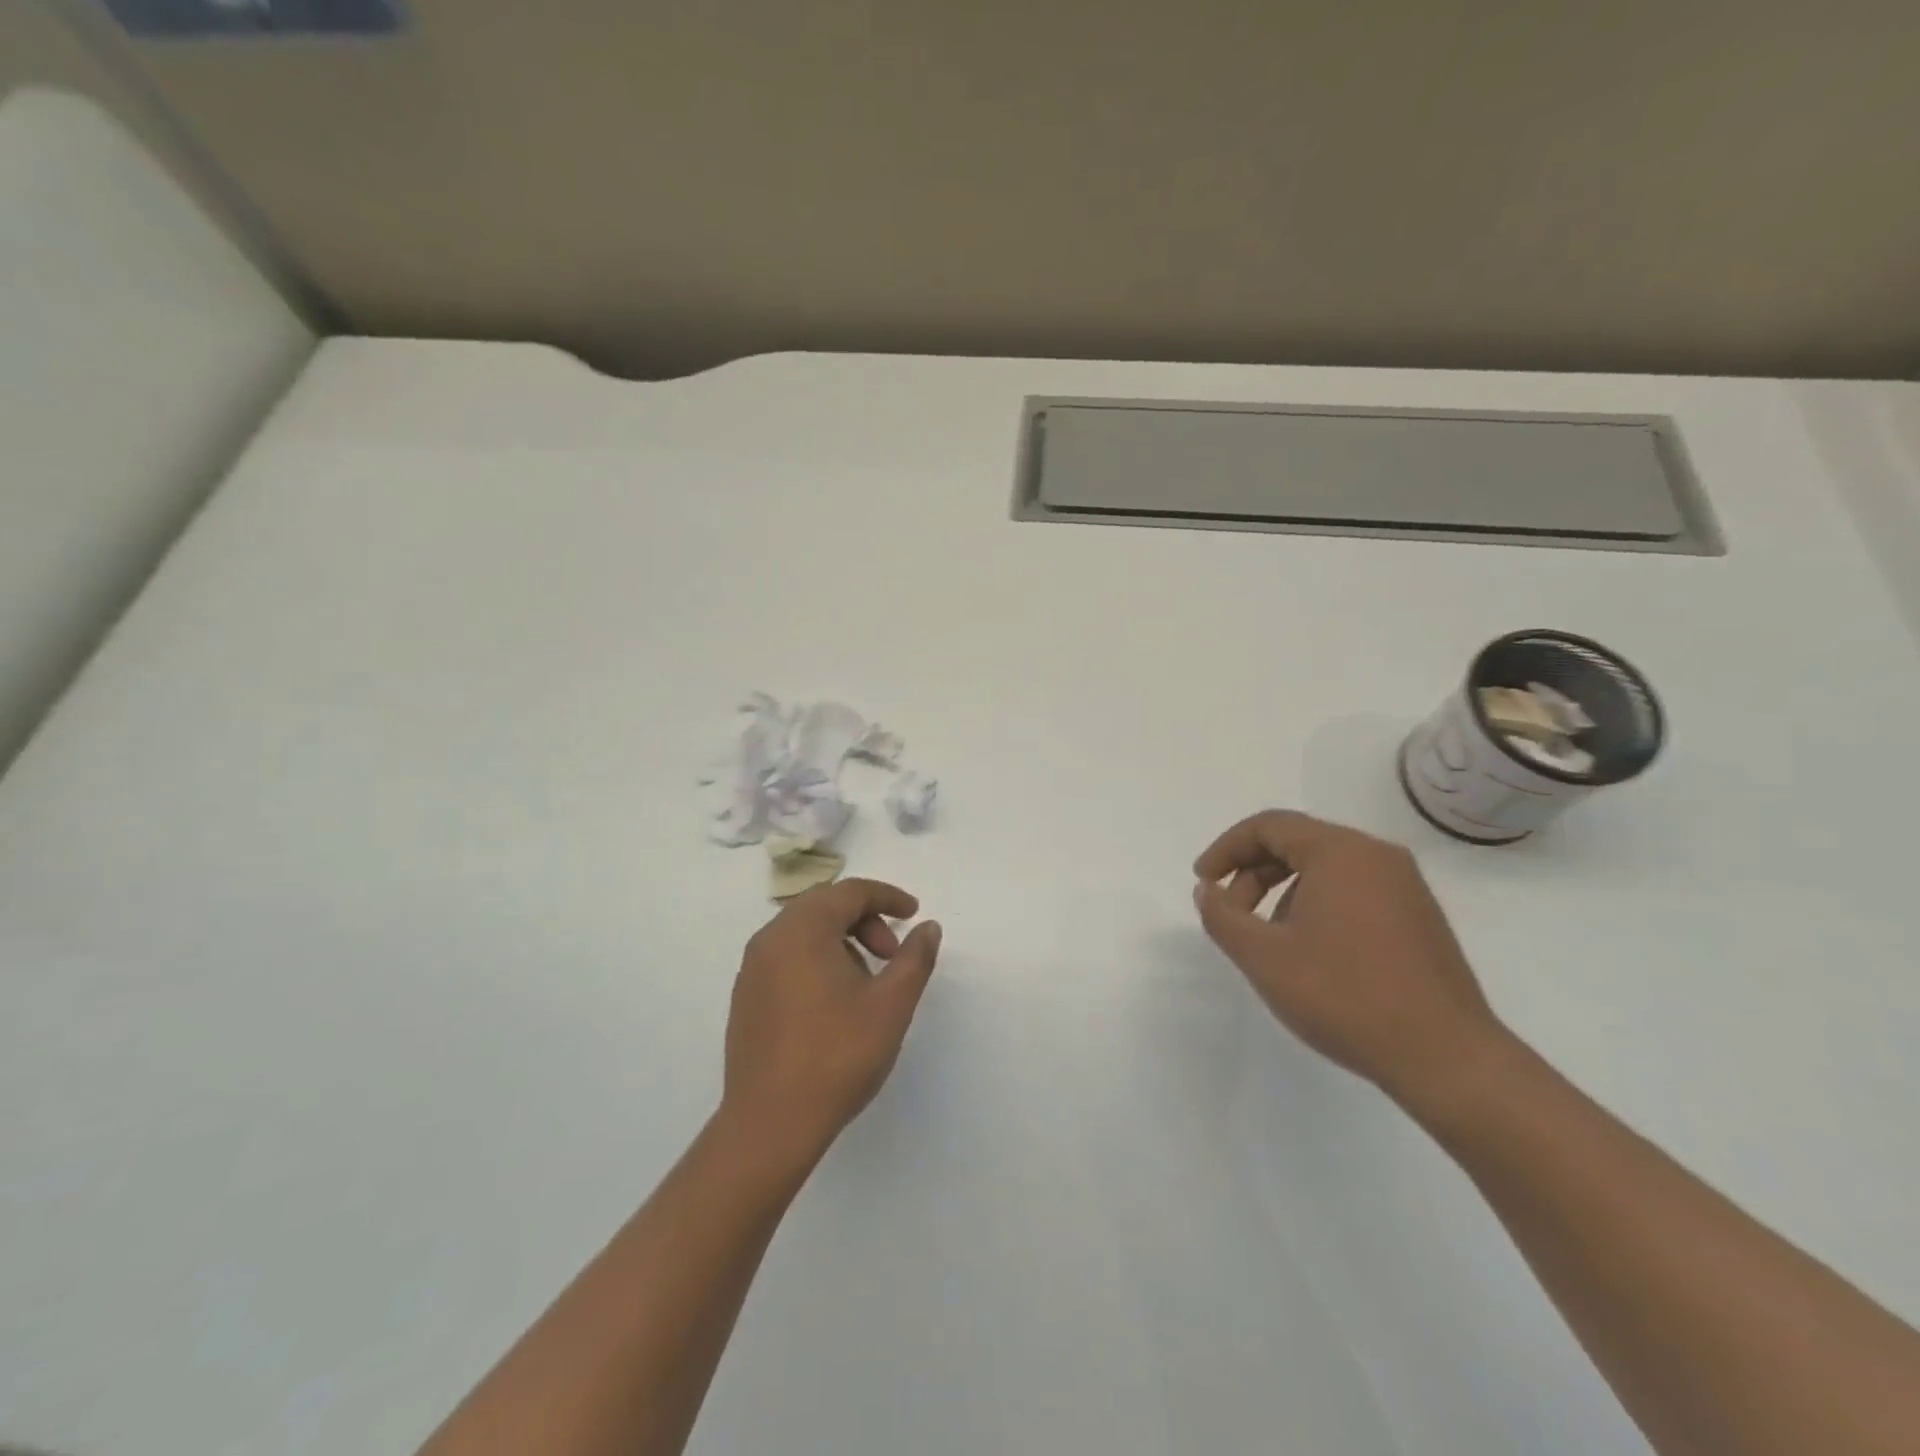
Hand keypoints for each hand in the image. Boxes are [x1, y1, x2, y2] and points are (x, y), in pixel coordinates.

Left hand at [722, 879, 942, 1162]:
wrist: (770, 1124)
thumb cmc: (837, 1056)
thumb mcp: (891, 1004)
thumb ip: (915, 958)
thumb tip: (928, 927)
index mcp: (803, 930)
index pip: (850, 892)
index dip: (887, 897)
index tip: (914, 913)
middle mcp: (771, 938)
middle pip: (824, 906)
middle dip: (865, 919)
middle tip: (891, 954)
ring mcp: (752, 968)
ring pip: (803, 931)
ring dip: (841, 940)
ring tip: (867, 982)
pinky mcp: (746, 997)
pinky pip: (786, 956)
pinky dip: (817, 959)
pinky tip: (834, 1001)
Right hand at [1192, 810, 1507, 1107]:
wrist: (1446, 1058)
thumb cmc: (1345, 996)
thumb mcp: (1264, 957)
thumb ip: (1223, 916)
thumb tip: (1208, 891)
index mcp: (1341, 852)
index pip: (1269, 826)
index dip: (1226, 848)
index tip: (1203, 882)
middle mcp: (1377, 856)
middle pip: (1297, 843)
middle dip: (1253, 873)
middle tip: (1231, 914)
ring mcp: (1405, 886)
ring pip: (1325, 868)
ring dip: (1283, 891)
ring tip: (1269, 940)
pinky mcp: (1419, 917)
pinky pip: (1353, 890)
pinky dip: (1317, 905)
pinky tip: (1310, 952)